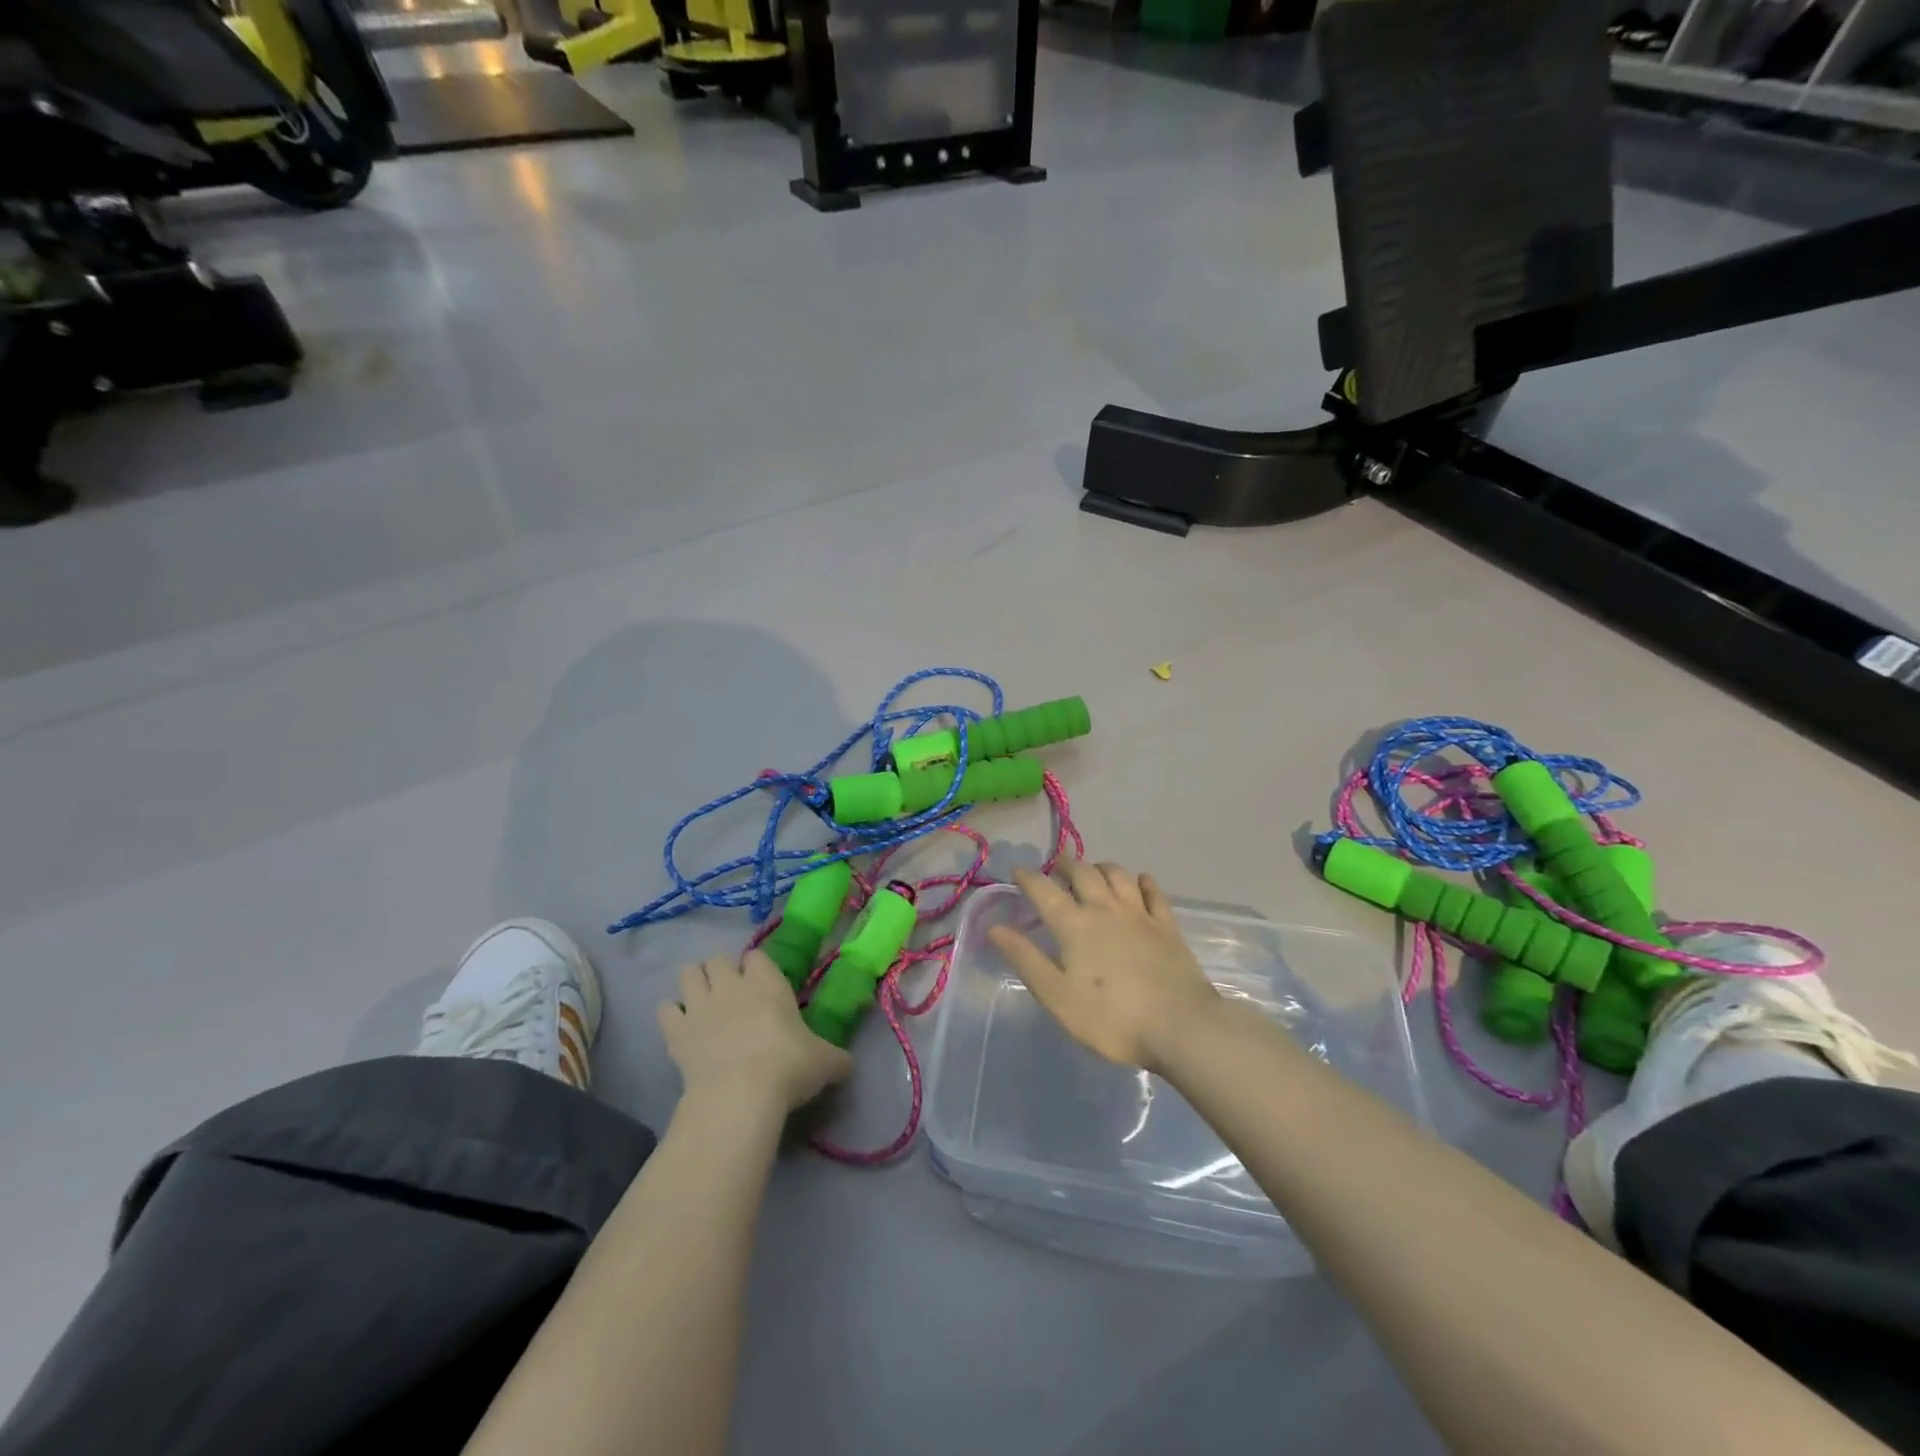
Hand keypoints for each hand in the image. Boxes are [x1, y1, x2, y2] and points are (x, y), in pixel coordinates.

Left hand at [657, 950, 853, 1113]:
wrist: (739, 1096)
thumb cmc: (788, 1068)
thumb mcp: (825, 1062)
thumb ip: (837, 1058)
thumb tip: (848, 1064)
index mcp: (768, 982)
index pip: (757, 956)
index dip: (757, 967)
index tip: (762, 983)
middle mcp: (731, 984)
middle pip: (717, 959)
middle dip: (720, 971)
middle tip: (730, 994)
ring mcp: (699, 1005)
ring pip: (687, 973)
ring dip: (693, 983)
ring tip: (702, 1002)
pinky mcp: (675, 1031)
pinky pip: (664, 1009)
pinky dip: (671, 1014)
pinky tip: (680, 1028)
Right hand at [989, 862, 1220, 1070]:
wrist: (1180, 1026)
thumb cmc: (1111, 1017)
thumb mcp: (1057, 996)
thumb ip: (1025, 958)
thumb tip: (994, 927)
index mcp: (1074, 924)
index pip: (1044, 890)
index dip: (1027, 877)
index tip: (1017, 870)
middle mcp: (1105, 908)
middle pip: (1083, 873)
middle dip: (1066, 865)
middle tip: (1057, 865)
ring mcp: (1139, 914)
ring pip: (1117, 875)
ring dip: (1101, 867)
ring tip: (1093, 870)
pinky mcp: (1167, 926)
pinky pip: (1153, 892)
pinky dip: (1142, 881)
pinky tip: (1140, 880)